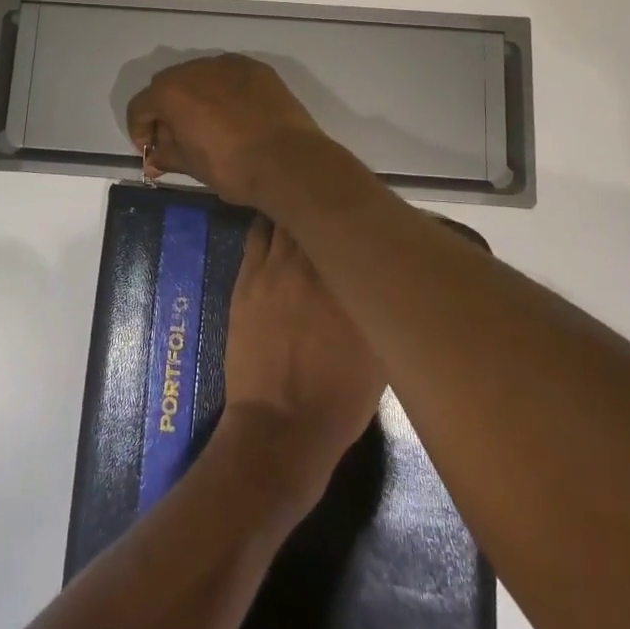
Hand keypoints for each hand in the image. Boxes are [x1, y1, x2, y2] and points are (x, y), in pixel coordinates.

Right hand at [125, 54, 324, 206]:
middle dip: (166, 110)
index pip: (140, 105)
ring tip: (208, 125)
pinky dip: (223, 91)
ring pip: (200, 76)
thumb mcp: (192, 166)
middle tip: (176, 139)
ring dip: (195, 97)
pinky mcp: (257, 69)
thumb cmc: (232, 167)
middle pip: (168, 85)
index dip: (140, 129)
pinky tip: (234, 115)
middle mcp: (196, 68)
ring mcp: (229, 64)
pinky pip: (228, 76)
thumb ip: (167, 156)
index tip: (151, 150)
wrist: (289, 161)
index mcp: (172, 92)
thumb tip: (153, 160)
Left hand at [218, 218, 384, 506]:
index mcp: (352, 284)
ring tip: (303, 205)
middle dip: (327, 207)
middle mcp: (314, 266)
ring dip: (295, 211)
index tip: (364, 214)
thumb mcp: (380, 354)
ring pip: (285, 219)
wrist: (281, 425)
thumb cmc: (340, 399)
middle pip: (319, 216)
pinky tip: (275, 220)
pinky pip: (257, 234)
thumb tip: (382, 277)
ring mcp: (275, 269)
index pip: (357, 230)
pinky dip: (269, 223)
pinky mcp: (247, 278)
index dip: (359, 218)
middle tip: (333, 203)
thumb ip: (379, 306)